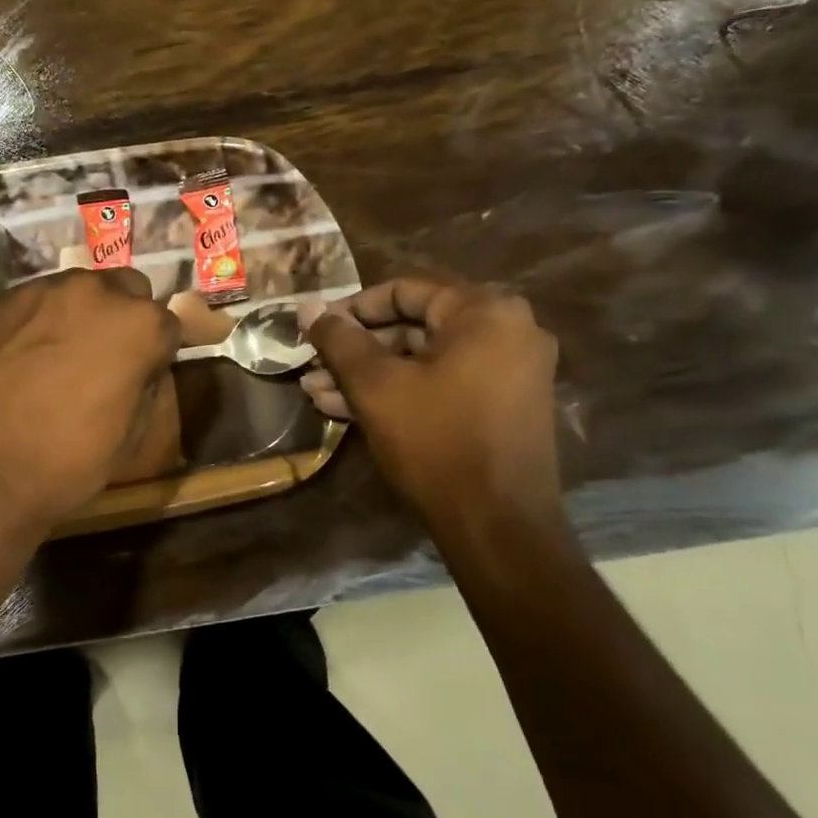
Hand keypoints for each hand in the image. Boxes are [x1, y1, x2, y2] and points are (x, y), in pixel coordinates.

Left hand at [0, 268, 179, 539]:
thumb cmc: (67, 464)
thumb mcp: (132, 436)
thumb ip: (146, 385)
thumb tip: (139, 368)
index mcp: (138, 325)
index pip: (168, 324)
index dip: (158, 351)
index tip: (144, 373)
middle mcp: (94, 292)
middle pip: (125, 289)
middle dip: (123, 317)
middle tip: (105, 358)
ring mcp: (40, 291)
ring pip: (76, 289)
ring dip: (79, 314)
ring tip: (58, 356)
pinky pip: (31, 303)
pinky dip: (35, 322)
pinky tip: (19, 358)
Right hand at [304, 278, 561, 521]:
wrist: (498, 527)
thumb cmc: (436, 441)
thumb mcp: (376, 386)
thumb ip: (339, 339)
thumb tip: (307, 307)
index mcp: (485, 311)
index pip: (404, 291)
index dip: (351, 308)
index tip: (315, 329)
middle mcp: (508, 330)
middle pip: (414, 325)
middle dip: (356, 349)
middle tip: (313, 365)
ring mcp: (510, 370)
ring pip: (424, 359)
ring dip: (370, 375)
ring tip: (317, 393)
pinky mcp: (503, 405)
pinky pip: (443, 382)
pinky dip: (401, 391)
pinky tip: (347, 409)